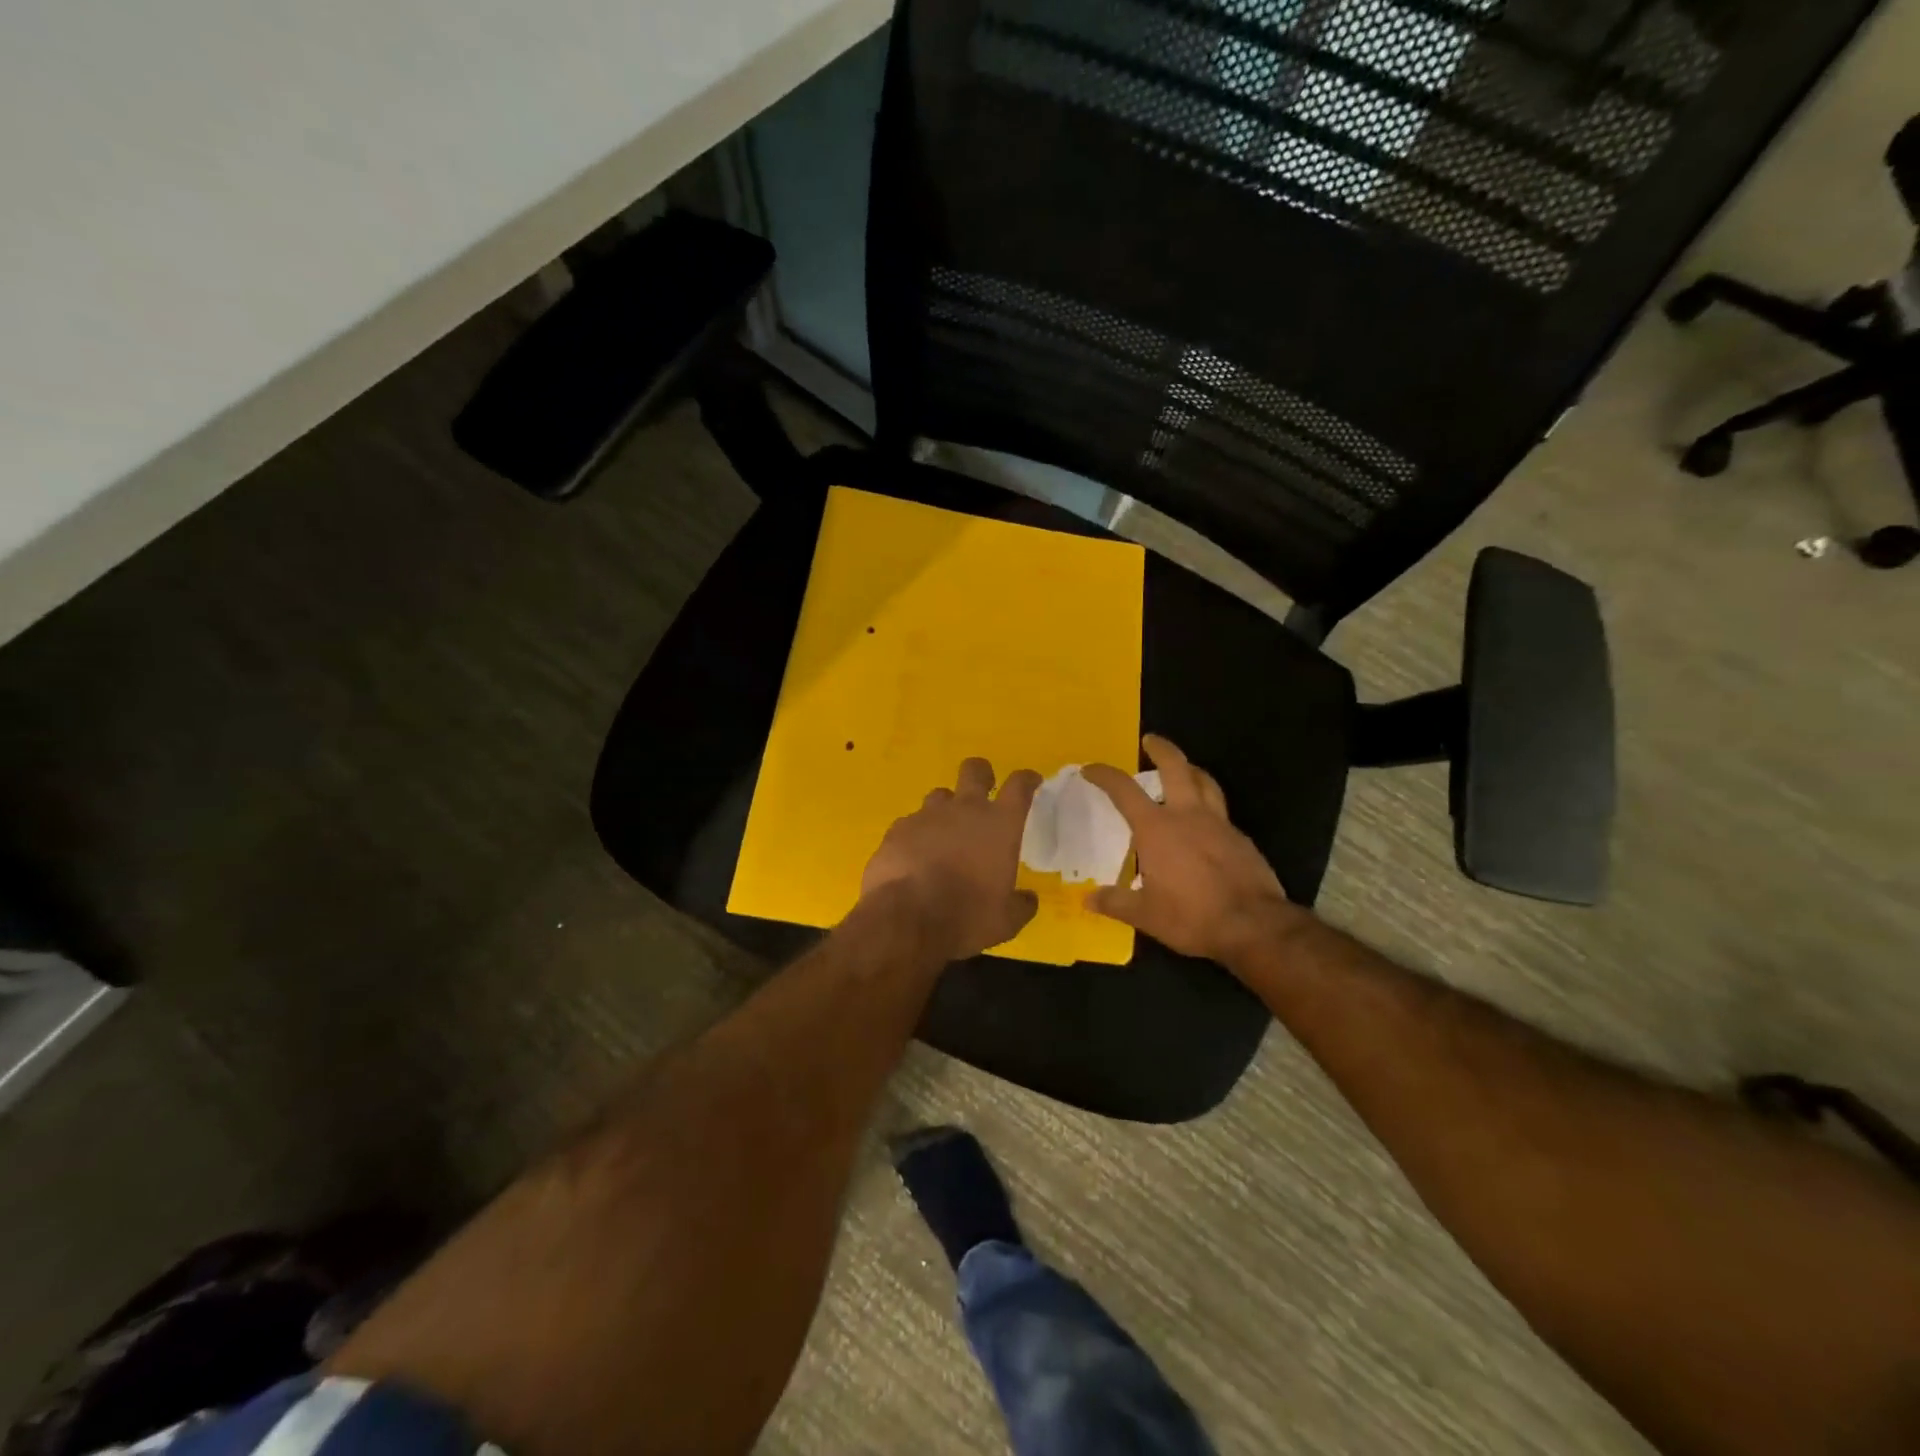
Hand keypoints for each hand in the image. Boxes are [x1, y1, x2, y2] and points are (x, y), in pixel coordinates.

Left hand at [860, 758, 1042, 961]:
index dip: (1027, 779)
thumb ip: (1020, 905)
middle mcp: (964, 809)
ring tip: (945, 835)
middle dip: (982, 774)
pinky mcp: (897, 830)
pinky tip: (915, 857)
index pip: (1019, 786)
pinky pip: (911, 823)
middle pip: (975, 770)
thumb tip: (1028, 899)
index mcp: (1000, 824)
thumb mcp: (1006, 921)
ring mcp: (926, 816)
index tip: (1030, 782)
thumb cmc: (967, 917)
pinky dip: (917, 836)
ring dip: (946, 809)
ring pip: (940, 795)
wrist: (905, 920)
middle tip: (984, 790)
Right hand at [1080, 735, 1302, 964]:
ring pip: (1205, 782)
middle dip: (1161, 749)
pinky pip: (1220, 811)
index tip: (1091, 770)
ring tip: (1183, 769)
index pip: (1124, 791)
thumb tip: (1088, 899)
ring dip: (1190, 769)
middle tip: (1150, 740)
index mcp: (1157, 829)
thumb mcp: (1146, 915)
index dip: (1105, 775)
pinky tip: (1204, 823)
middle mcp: (1187, 816)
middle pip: (1176, 767)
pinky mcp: (1241, 838)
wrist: (1253, 926)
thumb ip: (1116, 902)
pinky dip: (1207, 804)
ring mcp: (1219, 824)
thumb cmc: (1191, 917)